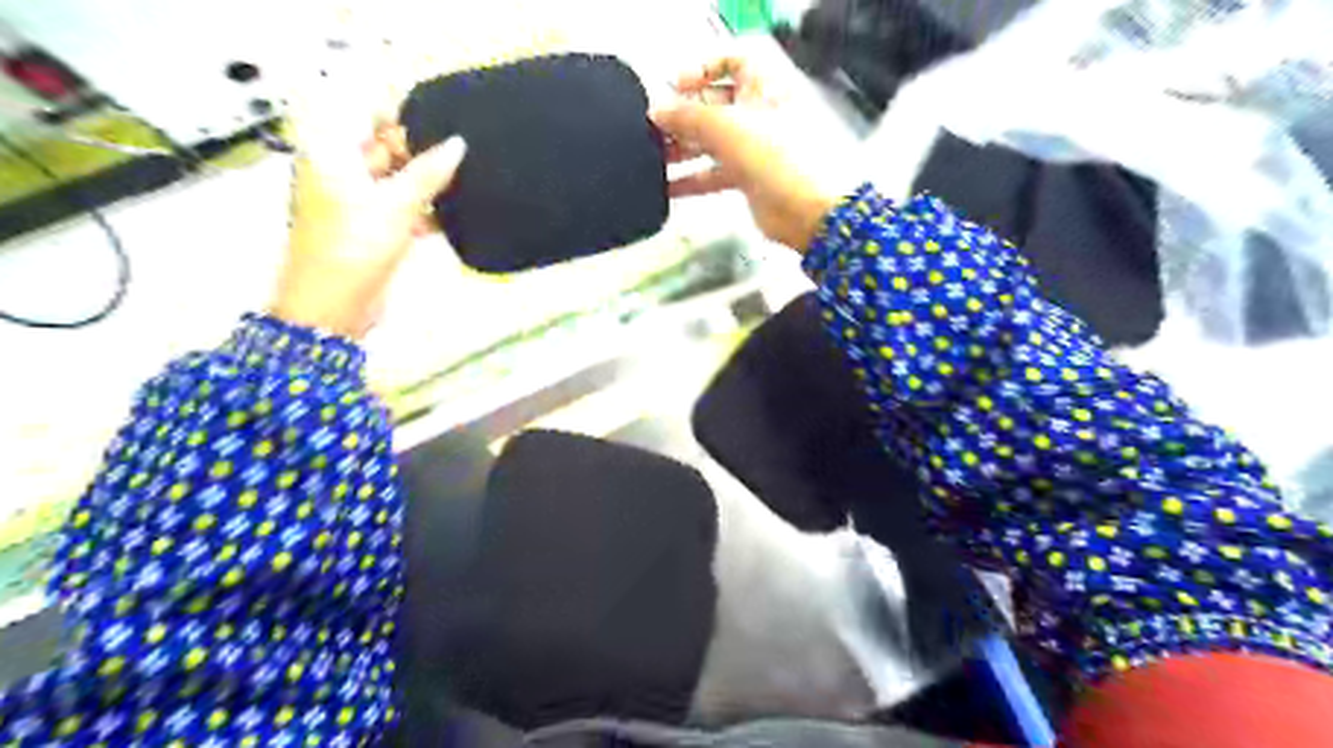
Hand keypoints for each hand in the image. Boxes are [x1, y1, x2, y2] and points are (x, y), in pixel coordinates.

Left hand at [267, 113, 463, 337]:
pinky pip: (397, 206)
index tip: (440, 125)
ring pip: (395, 178)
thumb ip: (429, 172)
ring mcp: (353, 199)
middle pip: (382, 145)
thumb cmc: (356, 247)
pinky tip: (447, 217)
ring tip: (460, 186)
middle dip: (419, 151)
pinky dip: (419, 209)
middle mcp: (338, 169)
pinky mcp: (368, 226)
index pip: (364, 112)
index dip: (401, 115)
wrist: (332, 306)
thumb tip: (458, 144)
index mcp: (331, 152)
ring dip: (423, 183)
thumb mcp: (396, 205)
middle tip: (457, 160)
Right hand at [652, 53, 835, 250]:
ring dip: (682, 149)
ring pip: (711, 142)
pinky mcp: (747, 179)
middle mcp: (757, 113)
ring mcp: (752, 148)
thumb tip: (656, 111)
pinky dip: (691, 179)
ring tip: (652, 158)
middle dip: (684, 115)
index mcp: (762, 88)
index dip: (703, 69)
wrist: (806, 210)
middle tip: (655, 128)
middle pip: (714, 105)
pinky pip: (713, 174)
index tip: (676, 85)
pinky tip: (666, 188)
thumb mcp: (727, 127)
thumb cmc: (774, 156)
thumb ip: (687, 117)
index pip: (733, 62)